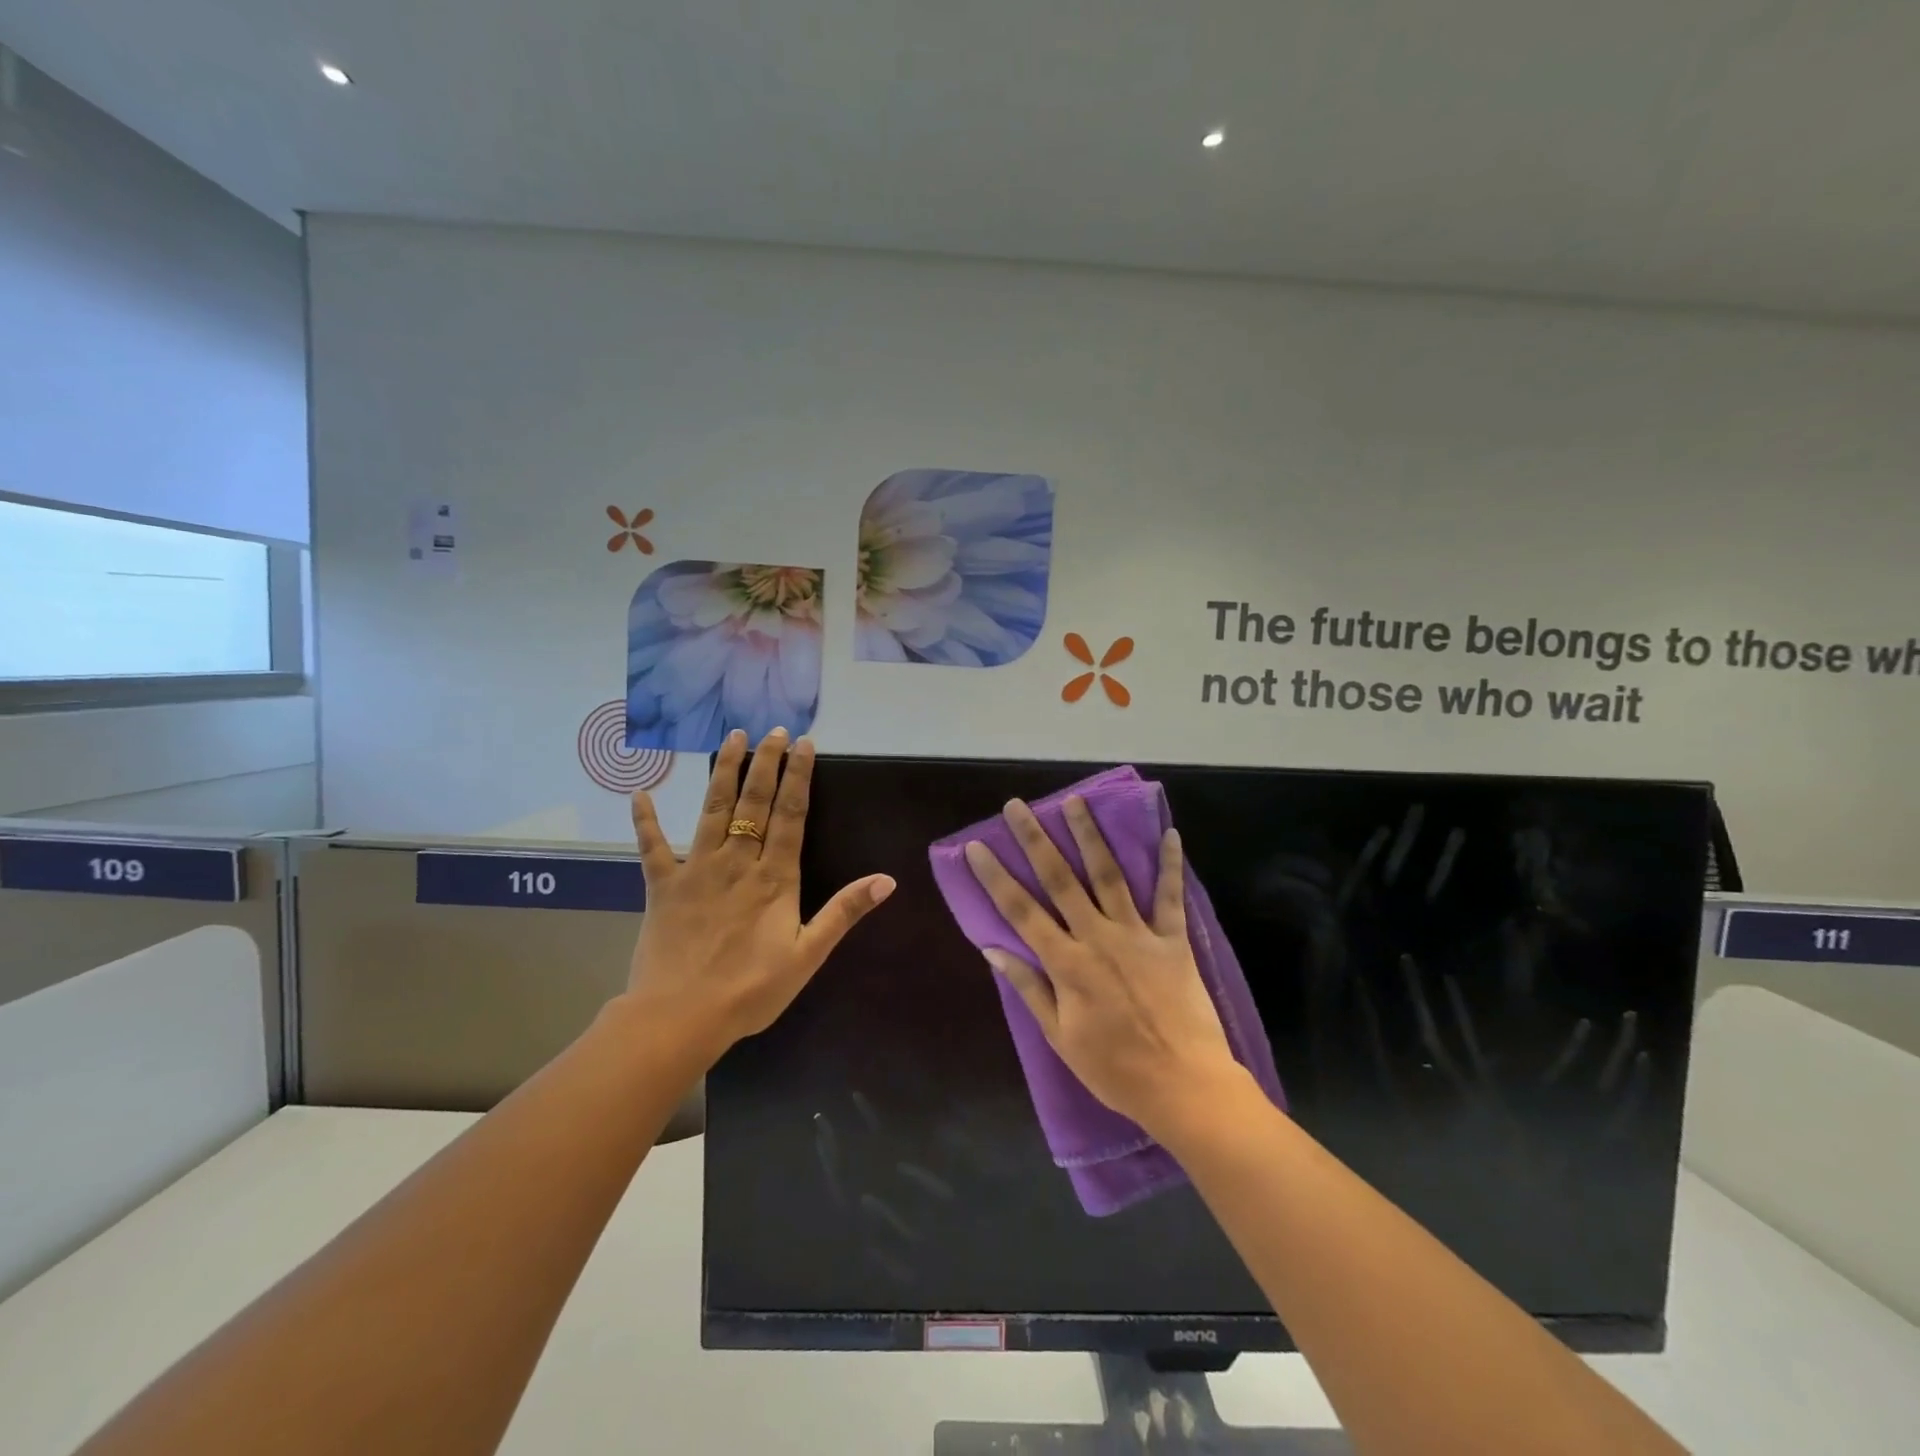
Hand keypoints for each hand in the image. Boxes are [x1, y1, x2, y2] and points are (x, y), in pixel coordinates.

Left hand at [625, 728, 894, 1064]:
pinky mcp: (662, 886)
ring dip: (722, 772)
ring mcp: (696, 870)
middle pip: (753, 802)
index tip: (803, 744)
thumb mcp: (808, 955)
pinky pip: (651, 847)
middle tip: (772, 729)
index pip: (790, 814)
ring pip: (712, 810)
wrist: (679, 1017)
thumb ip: (844, 913)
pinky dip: (645, 820)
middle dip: (765, 763)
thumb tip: (886, 879)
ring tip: (730, 738)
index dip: (799, 777)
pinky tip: (639, 792)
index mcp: (774, 877)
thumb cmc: (750, 990)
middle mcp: (737, 862)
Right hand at [963, 796, 1244, 1143]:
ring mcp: (1137, 935)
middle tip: (1018, 806)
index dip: (996, 877)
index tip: (977, 846)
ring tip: (1076, 801)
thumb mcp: (1060, 1037)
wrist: (1184, 1086)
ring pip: (1109, 875)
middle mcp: (1097, 937)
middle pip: (1060, 880)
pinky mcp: (1173, 941)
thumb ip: (1029, 988)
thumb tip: (993, 949)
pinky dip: (1170, 865)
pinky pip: (1170, 897)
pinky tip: (1170, 833)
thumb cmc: (1114, 1069)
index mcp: (1066, 963)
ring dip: (1090, 836)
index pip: (1021, 911)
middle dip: (1036, 840)